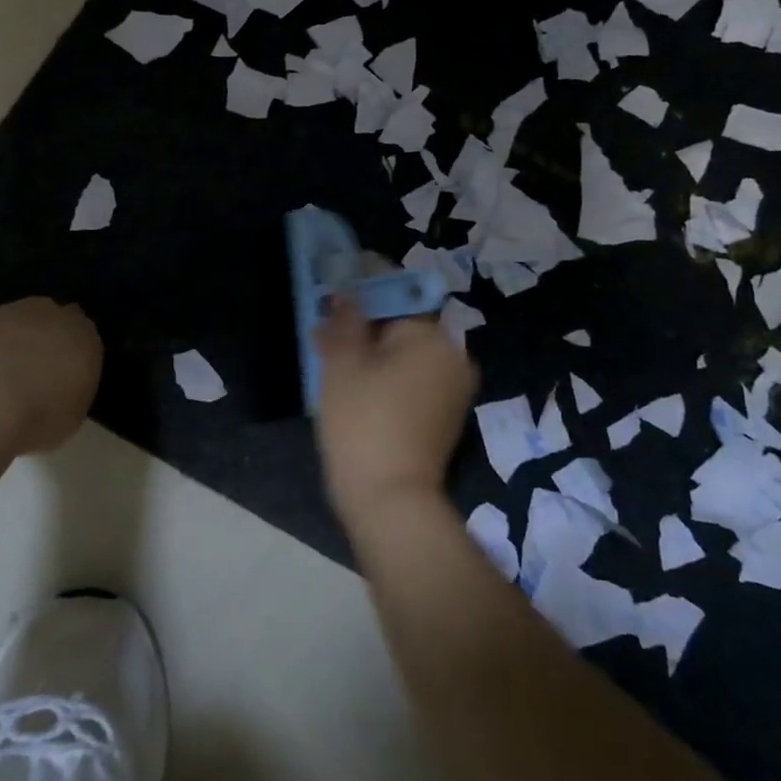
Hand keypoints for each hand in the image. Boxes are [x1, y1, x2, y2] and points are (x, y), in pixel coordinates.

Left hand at [0, 297, 102, 454]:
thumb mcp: (72, 417)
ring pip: (22, 321)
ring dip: (17, 340)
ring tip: (2, 376)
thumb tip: (60, 389)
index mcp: (85, 338)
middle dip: (49, 340)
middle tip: (36, 373)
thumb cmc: (39, 416)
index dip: (75, 357)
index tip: (64, 379)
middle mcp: (54, 316)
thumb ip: (71, 392)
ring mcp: (15, 313)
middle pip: (56, 321)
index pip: (87, 339)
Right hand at [314, 297, 476, 528]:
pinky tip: (353, 377)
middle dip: (365, 316)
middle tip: (326, 316)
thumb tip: (346, 292)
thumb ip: (345, 320)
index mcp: (433, 336)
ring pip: (406, 350)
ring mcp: (452, 387)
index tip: (336, 278)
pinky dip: (386, 370)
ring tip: (331, 347)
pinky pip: (413, 375)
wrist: (390, 502)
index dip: (365, 279)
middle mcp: (453, 355)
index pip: (398, 290)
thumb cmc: (362, 422)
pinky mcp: (444, 414)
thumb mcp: (343, 364)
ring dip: (372, 344)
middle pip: (404, 320)